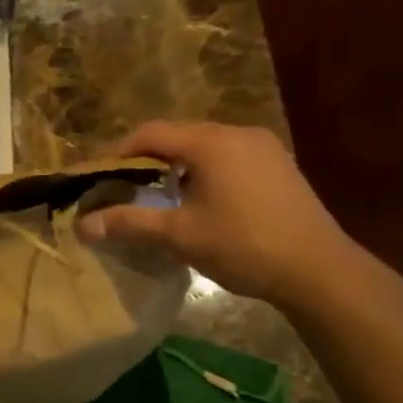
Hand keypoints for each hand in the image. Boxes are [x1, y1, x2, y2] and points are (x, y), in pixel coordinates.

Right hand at [78, 121, 356, 304]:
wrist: (320, 270)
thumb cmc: (243, 246)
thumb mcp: (179, 236)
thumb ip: (130, 223)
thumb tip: (82, 225)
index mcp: (210, 143)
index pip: (150, 133)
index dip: (119, 152)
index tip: (102, 178)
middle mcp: (237, 134)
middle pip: (178, 135)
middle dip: (147, 159)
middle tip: (127, 189)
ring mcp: (263, 148)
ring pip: (205, 146)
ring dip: (177, 166)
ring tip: (162, 198)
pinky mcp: (279, 165)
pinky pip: (228, 157)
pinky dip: (205, 171)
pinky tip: (203, 202)